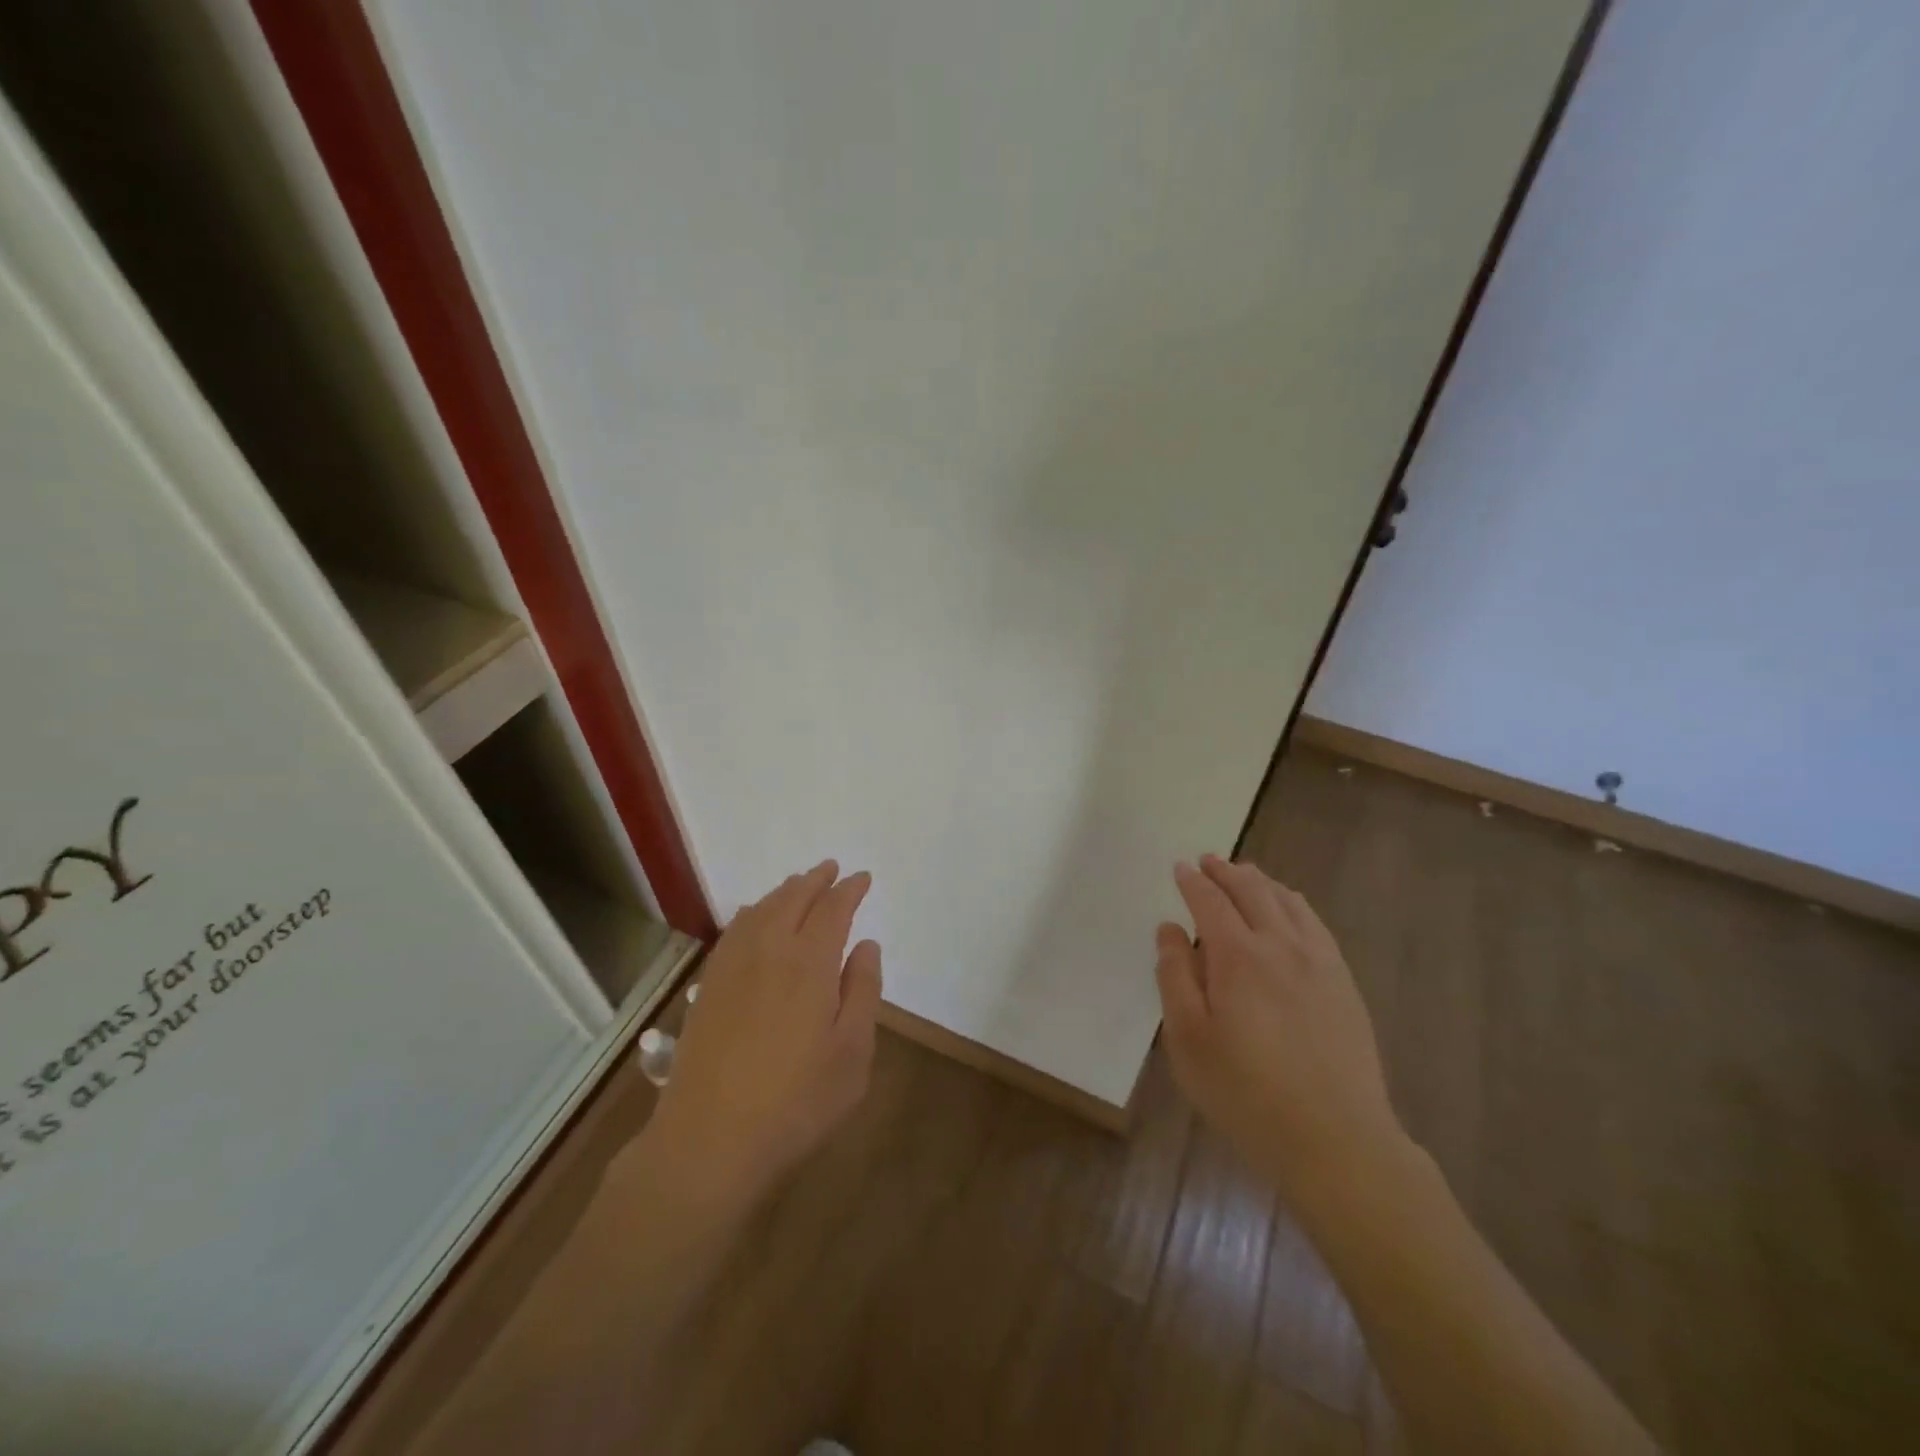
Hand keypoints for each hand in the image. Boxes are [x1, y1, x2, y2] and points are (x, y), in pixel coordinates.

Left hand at [635, 861, 881, 1210]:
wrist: (709, 1140)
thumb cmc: (796, 1102)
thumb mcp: (852, 1054)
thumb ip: (863, 992)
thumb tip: (866, 945)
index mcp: (810, 963)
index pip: (833, 909)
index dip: (850, 889)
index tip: (863, 878)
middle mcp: (770, 950)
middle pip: (794, 898)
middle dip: (816, 880)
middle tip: (832, 869)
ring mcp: (733, 966)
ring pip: (762, 909)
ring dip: (785, 890)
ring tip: (799, 884)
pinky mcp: (709, 985)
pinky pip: (735, 929)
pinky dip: (754, 911)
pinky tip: (757, 918)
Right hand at [1155, 855, 1400, 1195]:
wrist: (1336, 1140)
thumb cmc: (1246, 1093)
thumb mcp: (1188, 1039)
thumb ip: (1175, 977)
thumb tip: (1170, 929)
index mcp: (1238, 957)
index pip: (1210, 902)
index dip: (1193, 882)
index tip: (1180, 867)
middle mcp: (1280, 945)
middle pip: (1252, 891)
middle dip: (1226, 871)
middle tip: (1208, 860)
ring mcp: (1319, 962)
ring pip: (1288, 902)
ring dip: (1261, 882)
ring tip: (1246, 875)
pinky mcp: (1344, 983)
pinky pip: (1316, 924)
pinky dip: (1295, 904)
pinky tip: (1291, 909)